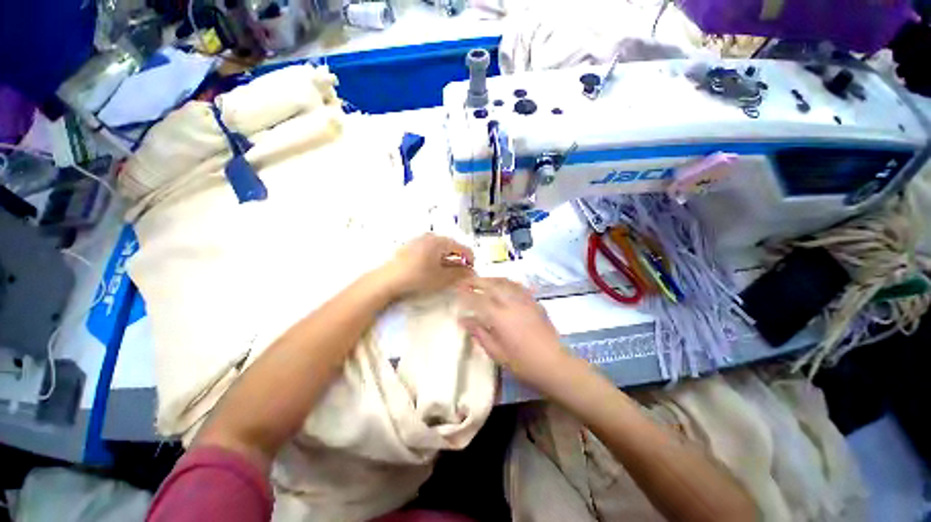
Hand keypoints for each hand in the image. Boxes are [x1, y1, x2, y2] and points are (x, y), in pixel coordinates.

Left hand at [379, 233, 474, 298]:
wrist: (387, 279)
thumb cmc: (417, 277)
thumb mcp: (442, 278)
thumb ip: (460, 274)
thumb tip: (472, 272)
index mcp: (441, 241)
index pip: (464, 248)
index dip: (471, 261)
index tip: (470, 274)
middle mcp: (432, 236)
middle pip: (453, 247)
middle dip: (458, 261)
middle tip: (458, 276)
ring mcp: (420, 239)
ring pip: (441, 248)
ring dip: (447, 260)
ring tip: (444, 275)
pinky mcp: (411, 245)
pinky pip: (430, 249)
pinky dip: (436, 258)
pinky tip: (430, 270)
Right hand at [457, 277, 577, 394]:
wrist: (554, 364)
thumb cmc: (522, 363)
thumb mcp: (496, 353)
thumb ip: (479, 333)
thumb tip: (464, 319)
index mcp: (499, 317)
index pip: (478, 299)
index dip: (465, 293)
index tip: (456, 289)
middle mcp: (511, 303)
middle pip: (491, 285)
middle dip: (476, 281)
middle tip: (466, 281)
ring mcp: (525, 300)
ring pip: (505, 282)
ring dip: (491, 279)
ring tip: (482, 281)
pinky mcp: (534, 302)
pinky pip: (518, 286)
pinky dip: (506, 282)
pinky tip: (503, 285)